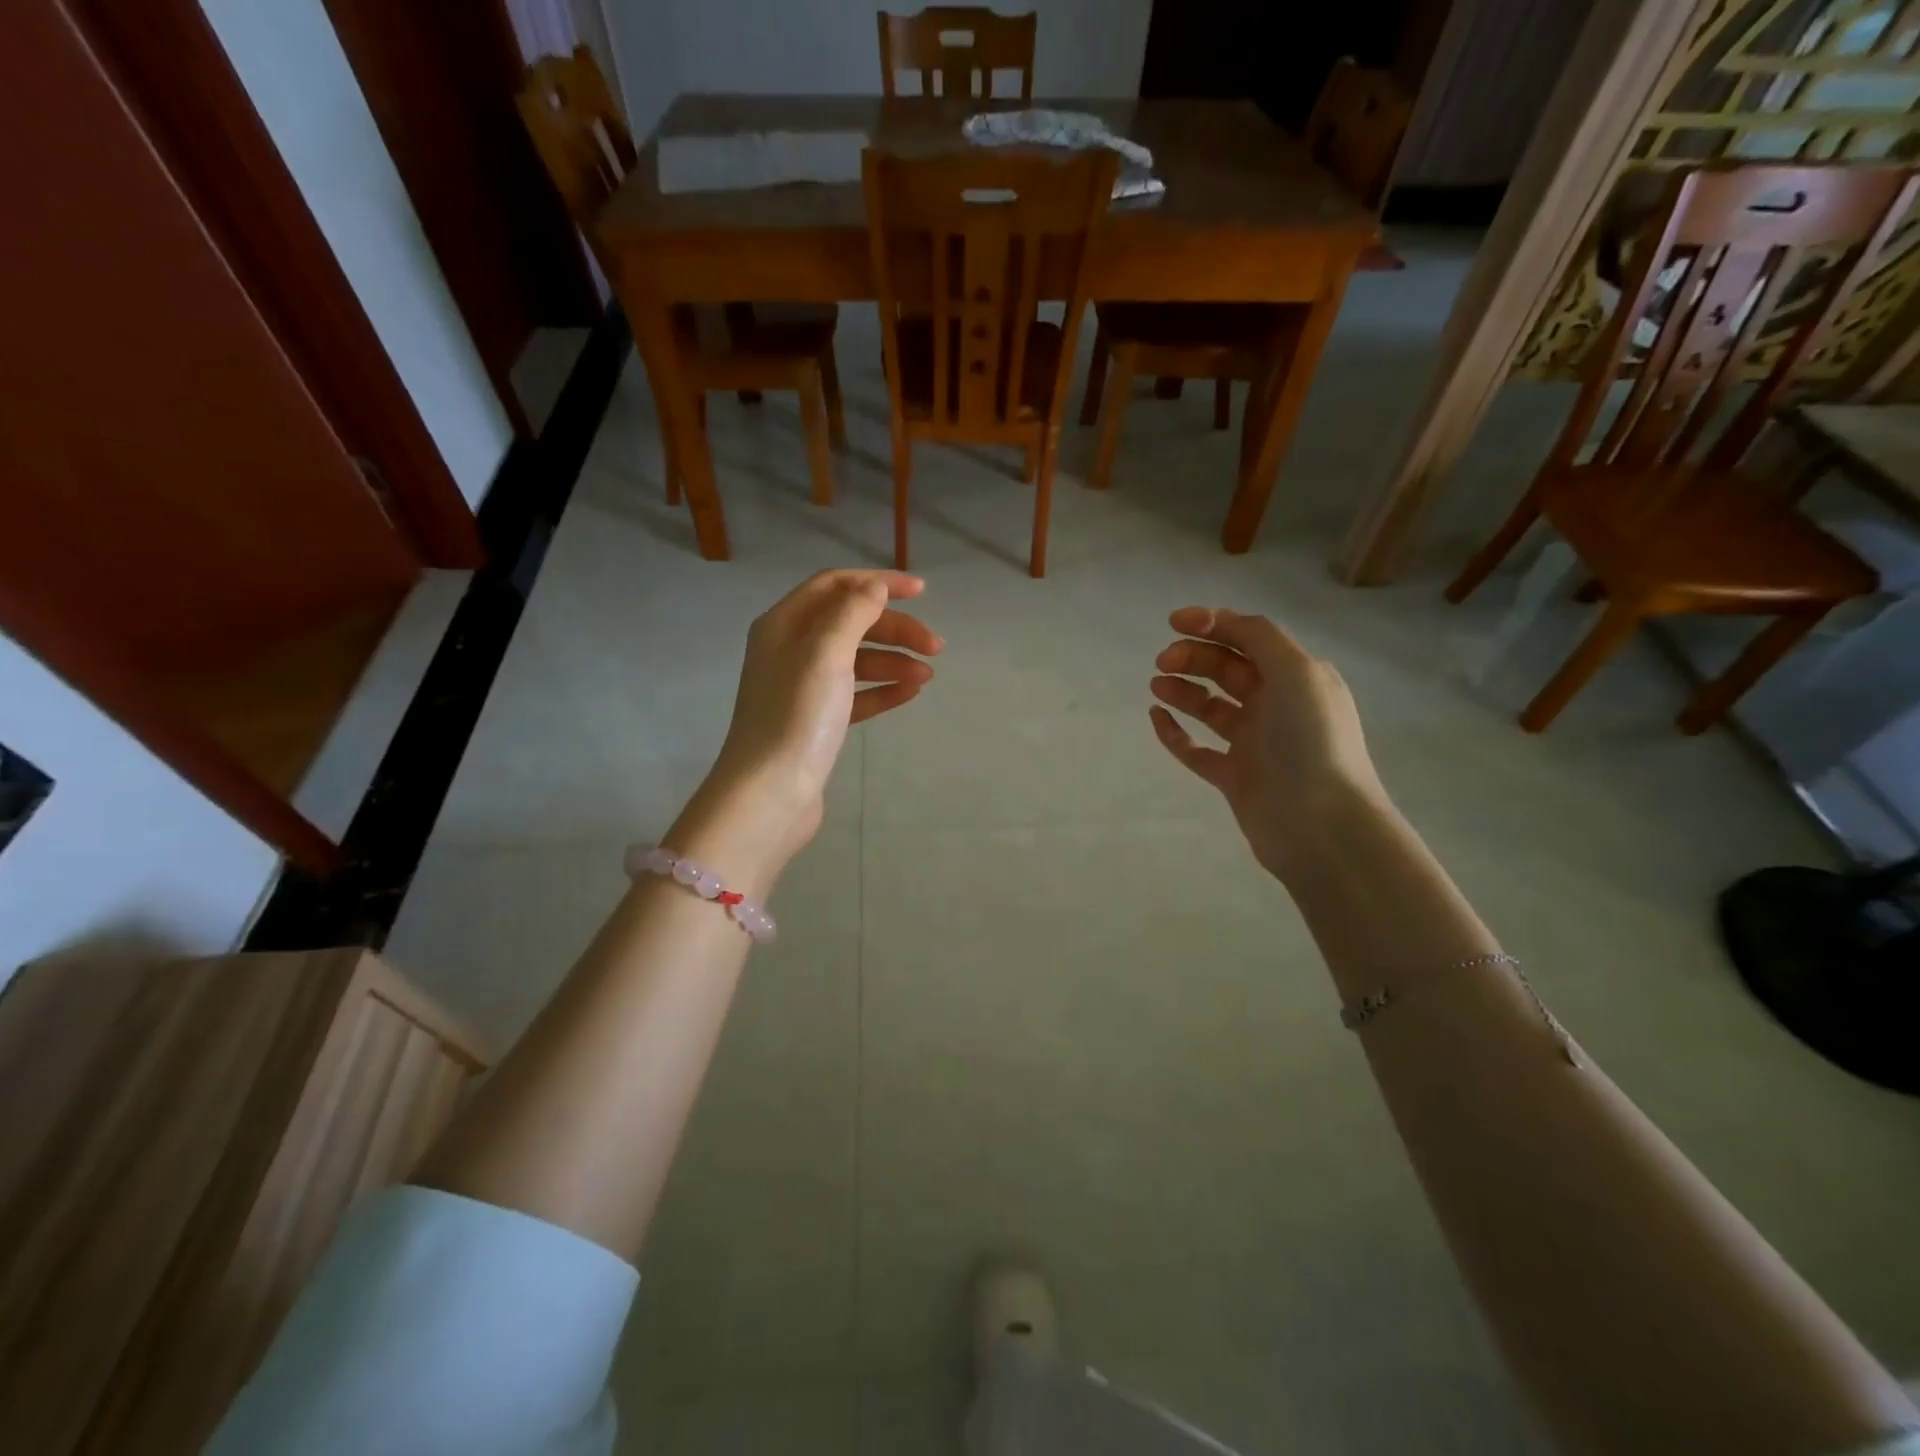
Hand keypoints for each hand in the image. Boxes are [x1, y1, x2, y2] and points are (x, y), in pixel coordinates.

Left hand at [679, 570, 940, 880]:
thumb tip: (874, 587)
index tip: (921, 593)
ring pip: (856, 660)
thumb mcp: (825, 653)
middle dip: (894, 629)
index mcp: (784, 624)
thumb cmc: (797, 716)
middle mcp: (790, 649)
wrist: (771, 793)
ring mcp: (803, 688)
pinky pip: (855, 694)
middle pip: (850, 623)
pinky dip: (882, 689)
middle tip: (935, 646)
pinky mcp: (816, 721)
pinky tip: (910, 692)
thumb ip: (852, 613)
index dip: (878, 583)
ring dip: (893, 660)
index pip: (835, 586)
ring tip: (927, 675)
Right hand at [1149, 607, 1387, 881]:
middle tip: (1162, 662)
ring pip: (1210, 707)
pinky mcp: (1234, 777)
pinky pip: (1197, 748)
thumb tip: (1222, 622)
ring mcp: (1255, 743)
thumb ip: (1259, 638)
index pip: (1250, 639)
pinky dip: (1176, 732)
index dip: (1212, 625)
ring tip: (1157, 685)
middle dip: (1194, 657)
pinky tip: (1157, 717)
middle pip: (1227, 669)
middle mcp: (1277, 705)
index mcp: (1297, 677)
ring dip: (1183, 690)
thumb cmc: (1311, 740)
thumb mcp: (1296, 672)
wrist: (1321, 825)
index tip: (1174, 622)